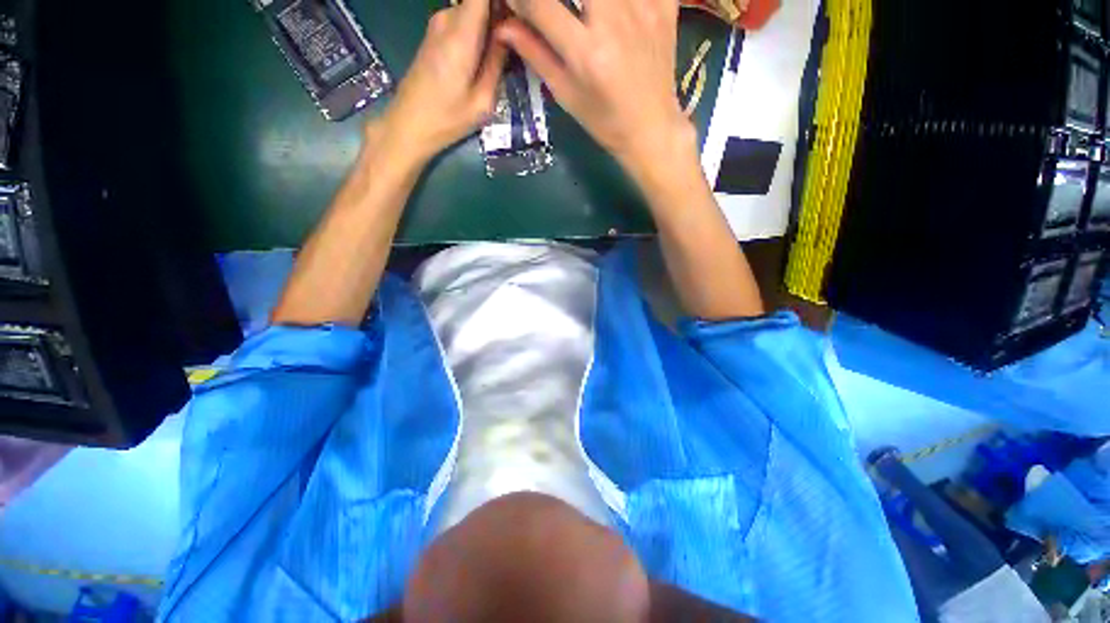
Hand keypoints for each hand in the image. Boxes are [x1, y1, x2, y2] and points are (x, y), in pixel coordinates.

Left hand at [372, 0, 506, 163]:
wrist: (409, 124)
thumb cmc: (448, 119)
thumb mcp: (483, 101)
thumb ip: (497, 63)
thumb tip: (510, 34)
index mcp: (462, 34)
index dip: (503, 2)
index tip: (518, 16)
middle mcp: (448, 18)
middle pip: (481, 1)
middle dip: (501, 13)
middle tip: (518, 40)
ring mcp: (439, 23)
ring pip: (474, 9)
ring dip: (492, 23)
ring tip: (506, 50)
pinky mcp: (435, 33)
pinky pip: (465, 19)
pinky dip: (480, 29)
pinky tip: (489, 52)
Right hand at [495, 0, 694, 177]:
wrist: (651, 128)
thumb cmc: (605, 121)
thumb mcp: (567, 95)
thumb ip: (536, 54)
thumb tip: (503, 25)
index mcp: (586, 53)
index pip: (539, 4)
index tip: (516, 4)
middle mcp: (614, 22)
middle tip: (554, 10)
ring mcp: (645, 8)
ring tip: (586, 15)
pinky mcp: (665, 5)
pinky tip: (617, 10)